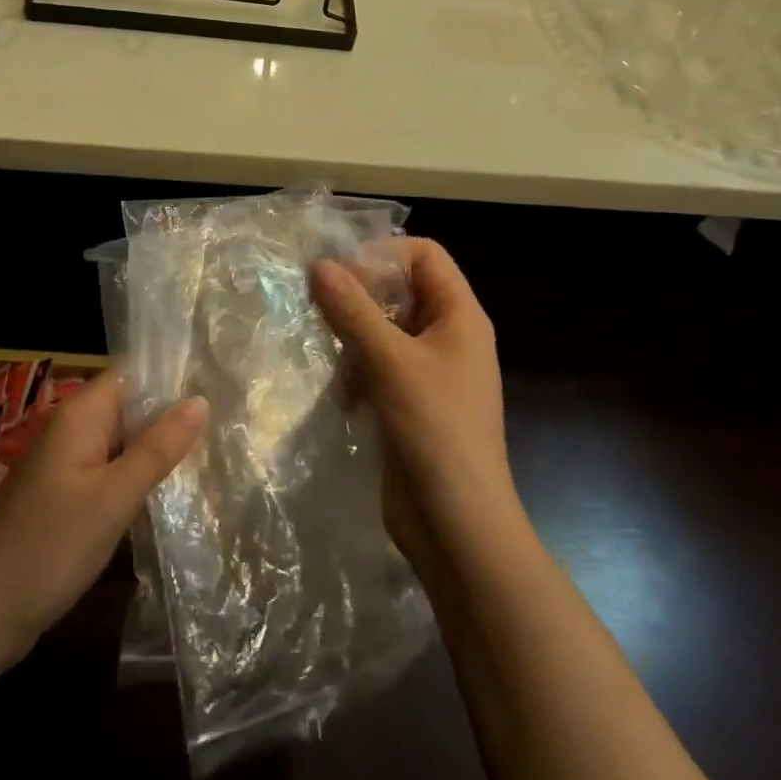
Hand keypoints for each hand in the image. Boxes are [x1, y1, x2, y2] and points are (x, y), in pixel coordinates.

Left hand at [0, 370, 205, 659]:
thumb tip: (200, 401)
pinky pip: (108, 467)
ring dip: (155, 446)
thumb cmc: (52, 547)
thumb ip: (158, 448)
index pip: (132, 375)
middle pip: (128, 406)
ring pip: (121, 439)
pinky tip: (167, 488)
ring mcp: (65, 461)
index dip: (172, 377)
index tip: (215, 384)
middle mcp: (71, 427)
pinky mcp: (64, 492)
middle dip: (170, 415)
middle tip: (222, 422)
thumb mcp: (114, 497)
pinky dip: (135, 473)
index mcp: (79, 415)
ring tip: (208, 451)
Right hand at [311, 239, 517, 572]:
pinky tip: (341, 393)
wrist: (458, 526)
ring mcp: (430, 371)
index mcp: (460, 316)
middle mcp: (448, 336)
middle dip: (360, 295)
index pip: (425, 255)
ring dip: (353, 335)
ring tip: (329, 353)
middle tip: (320, 306)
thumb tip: (320, 264)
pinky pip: (379, 364)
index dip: (384, 253)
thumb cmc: (435, 431)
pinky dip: (357, 369)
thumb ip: (353, 310)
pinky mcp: (410, 401)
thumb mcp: (390, 362)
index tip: (341, 271)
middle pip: (401, 289)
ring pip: (385, 328)